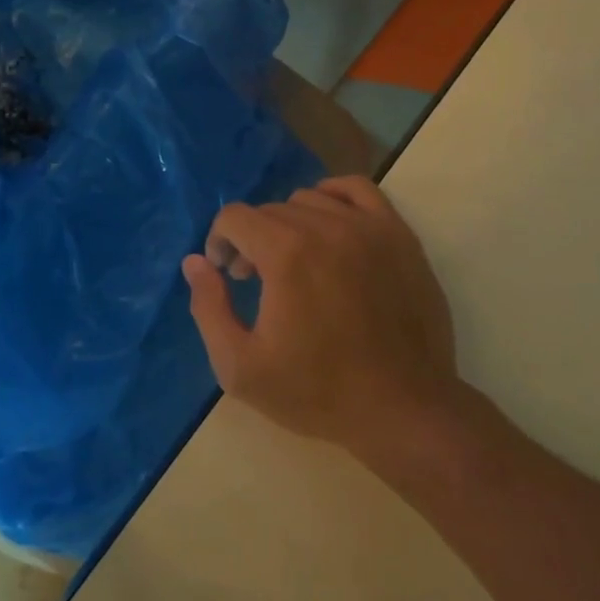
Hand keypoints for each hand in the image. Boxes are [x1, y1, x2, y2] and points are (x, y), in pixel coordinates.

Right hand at [183, 177, 458, 454]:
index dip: (219, 242)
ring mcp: (368, 227)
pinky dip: (333, 197)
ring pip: (309, 200)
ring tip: (293, 262)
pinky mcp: (398, 235)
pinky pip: (357, 190)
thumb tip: (195, 262)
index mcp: (286, 254)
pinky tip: (328, 226)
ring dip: (289, 224)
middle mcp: (326, 227)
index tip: (227, 276)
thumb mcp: (241, 367)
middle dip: (251, 239)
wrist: (404, 410)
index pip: (234, 217)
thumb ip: (208, 308)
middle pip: (269, 210)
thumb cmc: (318, 392)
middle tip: (254, 280)